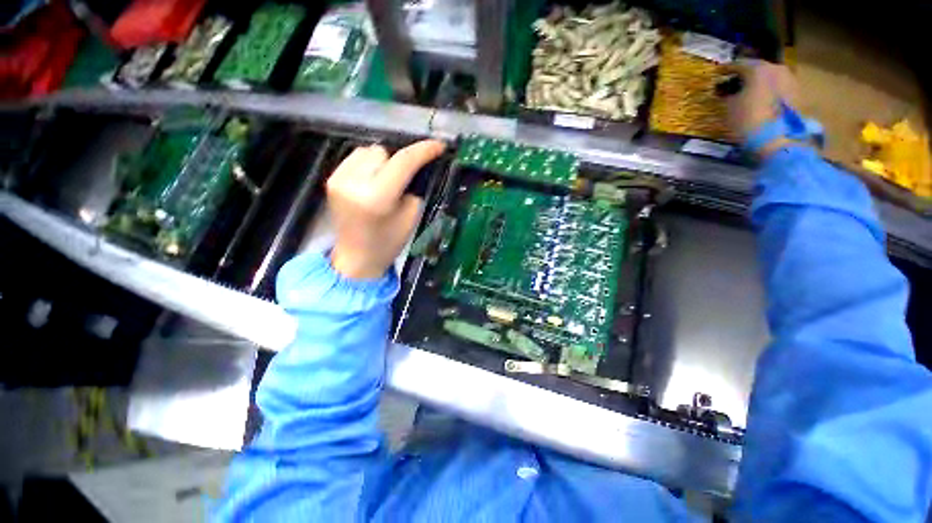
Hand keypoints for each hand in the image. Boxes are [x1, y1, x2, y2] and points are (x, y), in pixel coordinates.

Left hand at [328, 140, 445, 279]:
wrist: (356, 257)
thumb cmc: (389, 242)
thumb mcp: (411, 216)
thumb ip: (414, 187)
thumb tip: (417, 166)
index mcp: (377, 197)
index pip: (403, 162)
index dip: (423, 150)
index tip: (439, 146)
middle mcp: (354, 183)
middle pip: (383, 152)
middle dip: (399, 161)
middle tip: (406, 179)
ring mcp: (338, 179)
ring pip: (368, 151)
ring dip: (383, 161)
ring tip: (387, 180)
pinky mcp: (332, 179)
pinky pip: (356, 158)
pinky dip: (369, 164)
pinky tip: (373, 180)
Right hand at [727, 60, 799, 157]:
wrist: (776, 138)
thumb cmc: (748, 119)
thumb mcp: (730, 106)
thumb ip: (729, 94)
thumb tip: (727, 90)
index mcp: (758, 68)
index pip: (738, 64)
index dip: (727, 69)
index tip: (719, 73)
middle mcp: (776, 68)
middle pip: (759, 69)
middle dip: (747, 75)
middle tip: (735, 83)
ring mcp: (790, 80)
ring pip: (771, 78)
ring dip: (760, 83)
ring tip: (750, 93)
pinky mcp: (797, 93)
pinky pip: (779, 88)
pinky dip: (770, 92)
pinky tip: (762, 101)